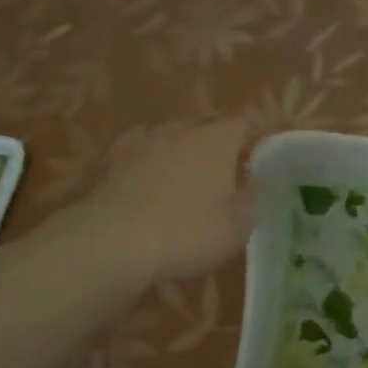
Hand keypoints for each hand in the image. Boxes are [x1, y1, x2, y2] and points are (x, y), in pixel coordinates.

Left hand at [67, 119, 255, 284]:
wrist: (110, 243)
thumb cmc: (187, 233)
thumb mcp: (238, 226)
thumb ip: (253, 197)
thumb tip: (258, 180)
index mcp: (217, 140)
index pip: (242, 125)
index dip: (251, 143)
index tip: (254, 167)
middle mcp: (180, 130)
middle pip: (205, 126)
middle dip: (216, 145)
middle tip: (222, 176)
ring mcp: (141, 141)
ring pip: (169, 136)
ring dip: (180, 152)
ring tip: (183, 181)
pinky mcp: (108, 159)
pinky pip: (138, 153)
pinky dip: (147, 164)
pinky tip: (146, 186)